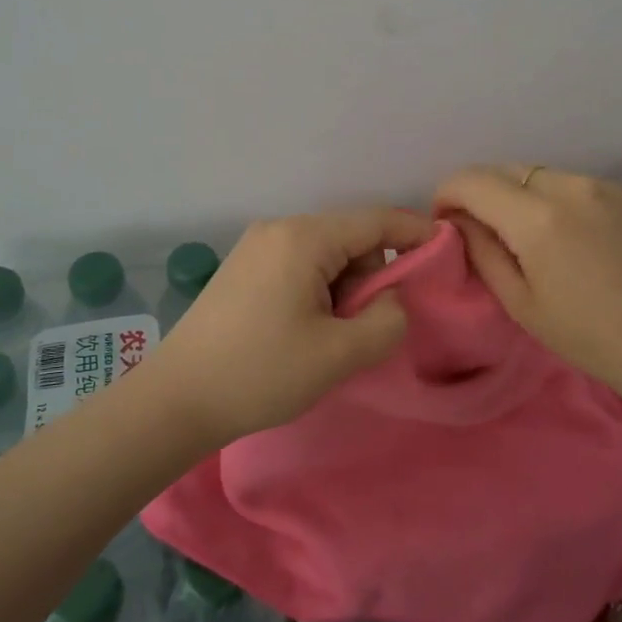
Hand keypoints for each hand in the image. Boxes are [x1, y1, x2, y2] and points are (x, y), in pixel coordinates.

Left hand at [144, 205, 434, 444]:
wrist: (176, 400)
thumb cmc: (261, 372)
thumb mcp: (339, 353)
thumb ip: (386, 320)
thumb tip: (392, 299)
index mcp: (304, 238)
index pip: (376, 221)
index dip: (415, 231)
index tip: (445, 247)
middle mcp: (279, 229)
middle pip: (350, 238)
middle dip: (370, 276)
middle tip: (361, 327)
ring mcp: (256, 246)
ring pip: (325, 254)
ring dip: (342, 288)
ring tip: (327, 337)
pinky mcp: (243, 268)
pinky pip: (299, 265)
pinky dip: (317, 290)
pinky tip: (303, 329)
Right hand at [434, 165, 621, 400]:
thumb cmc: (588, 336)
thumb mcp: (521, 303)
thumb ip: (483, 251)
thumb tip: (459, 221)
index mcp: (537, 218)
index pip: (472, 180)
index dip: (447, 193)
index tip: (444, 220)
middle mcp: (569, 187)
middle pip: (505, 169)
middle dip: (480, 191)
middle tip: (477, 228)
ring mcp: (601, 186)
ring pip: (538, 173)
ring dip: (516, 193)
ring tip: (522, 233)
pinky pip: (571, 183)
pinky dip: (550, 197)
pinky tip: (563, 233)